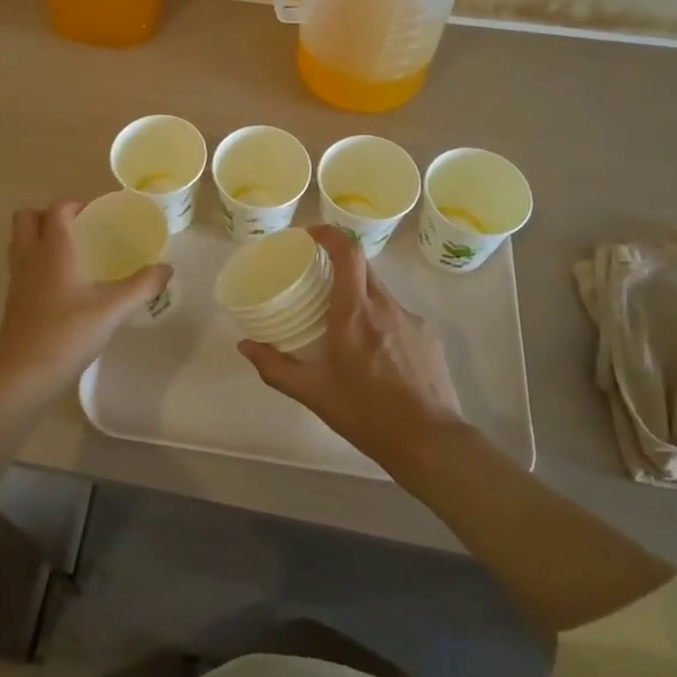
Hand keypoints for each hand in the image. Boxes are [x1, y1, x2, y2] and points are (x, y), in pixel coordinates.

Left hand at [0, 201, 171, 398]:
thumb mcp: (113, 310)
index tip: (96, 215)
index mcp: (54, 250)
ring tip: (70, 253)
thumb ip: (141, 286)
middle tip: (77, 229)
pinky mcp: (12, 300)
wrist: (23, 376)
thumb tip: (166, 268)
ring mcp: (16, 279)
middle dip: (49, 215)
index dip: (74, 204)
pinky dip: (36, 262)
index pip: (57, 209)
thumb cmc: (67, 334)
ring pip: (19, 240)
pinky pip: (20, 265)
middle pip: (27, 216)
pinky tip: (61, 284)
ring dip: (39, 236)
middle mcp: (30, 257)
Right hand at [238, 226, 462, 472]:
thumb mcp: (314, 393)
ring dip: (358, 296)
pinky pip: (397, 315)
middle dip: (338, 265)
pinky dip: (380, 321)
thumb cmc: (367, 413)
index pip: (347, 250)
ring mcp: (411, 319)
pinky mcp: (429, 336)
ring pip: (379, 292)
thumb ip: (276, 367)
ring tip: (343, 324)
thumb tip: (245, 346)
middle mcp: (385, 305)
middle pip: (361, 267)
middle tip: (316, 280)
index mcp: (355, 312)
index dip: (328, 233)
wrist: (431, 443)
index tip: (309, 235)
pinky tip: (375, 353)